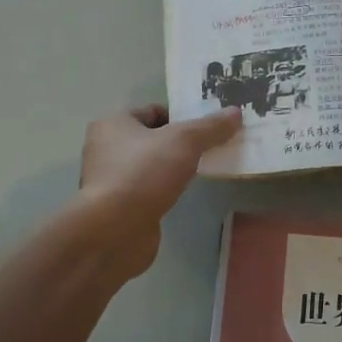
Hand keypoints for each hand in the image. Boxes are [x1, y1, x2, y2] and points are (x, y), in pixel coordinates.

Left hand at [78, 105, 241, 274]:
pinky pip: (148, 190)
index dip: (182, 116)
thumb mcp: (184, 141)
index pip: (153, 111)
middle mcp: (106, 148)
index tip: (208, 129)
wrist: (114, 231)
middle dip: (181, 143)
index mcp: (113, 123)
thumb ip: (210, 126)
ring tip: (201, 172)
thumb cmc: (144, 173)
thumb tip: (235, 112)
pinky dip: (164, 190)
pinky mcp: (117, 207)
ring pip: (151, 165)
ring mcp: (110, 180)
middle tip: (210, 149)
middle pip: (153, 138)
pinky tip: (182, 195)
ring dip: (173, 168)